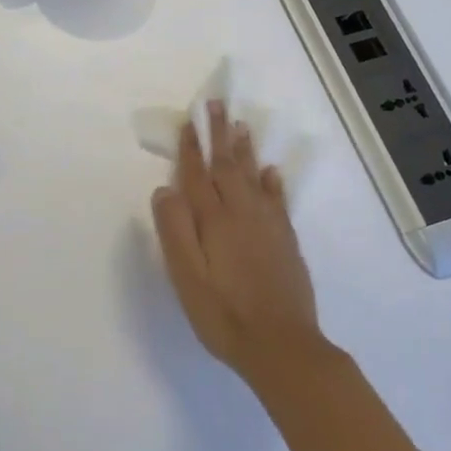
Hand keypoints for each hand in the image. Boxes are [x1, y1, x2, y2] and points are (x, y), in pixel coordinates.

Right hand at [151, 101, 328, 388]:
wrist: (282, 347)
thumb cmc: (224, 315)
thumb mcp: (187, 277)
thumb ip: (175, 231)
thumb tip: (164, 189)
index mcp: (214, 221)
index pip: (197, 175)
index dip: (191, 148)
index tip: (188, 120)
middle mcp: (242, 214)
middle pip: (227, 166)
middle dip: (219, 134)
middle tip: (217, 103)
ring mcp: (268, 226)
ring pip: (253, 177)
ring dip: (245, 149)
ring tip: (240, 124)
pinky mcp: (285, 241)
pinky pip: (277, 200)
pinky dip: (272, 182)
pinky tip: (270, 171)